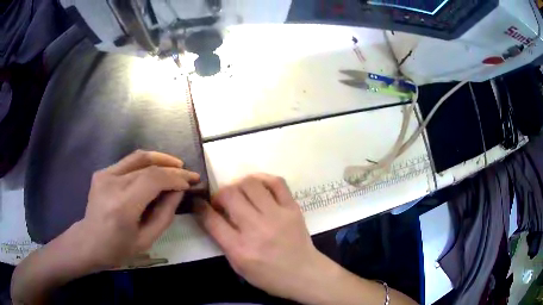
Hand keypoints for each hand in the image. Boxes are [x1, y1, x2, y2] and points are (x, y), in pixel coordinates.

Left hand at [73, 150, 199, 269]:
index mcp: (123, 205)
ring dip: (161, 159)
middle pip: (148, 166)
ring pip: (138, 157)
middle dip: (173, 169)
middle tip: (188, 174)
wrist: (89, 242)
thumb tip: (178, 191)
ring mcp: (105, 174)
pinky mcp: (102, 172)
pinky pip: (128, 162)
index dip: (175, 178)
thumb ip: (165, 214)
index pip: (154, 179)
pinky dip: (146, 163)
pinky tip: (155, 170)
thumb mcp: (147, 239)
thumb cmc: (118, 248)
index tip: (190, 183)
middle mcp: (112, 184)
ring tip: (176, 165)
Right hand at [197, 174, 328, 301]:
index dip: (200, 207)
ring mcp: (277, 216)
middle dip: (219, 194)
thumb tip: (211, 215)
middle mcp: (256, 229)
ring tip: (240, 193)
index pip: (211, 219)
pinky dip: (262, 179)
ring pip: (250, 183)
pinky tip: (257, 186)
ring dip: (238, 185)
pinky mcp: (292, 208)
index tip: (199, 202)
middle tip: (223, 202)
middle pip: (229, 195)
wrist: (304, 274)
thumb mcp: (238, 266)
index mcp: (240, 249)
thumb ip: (223, 241)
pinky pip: (276, 182)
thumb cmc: (268, 276)